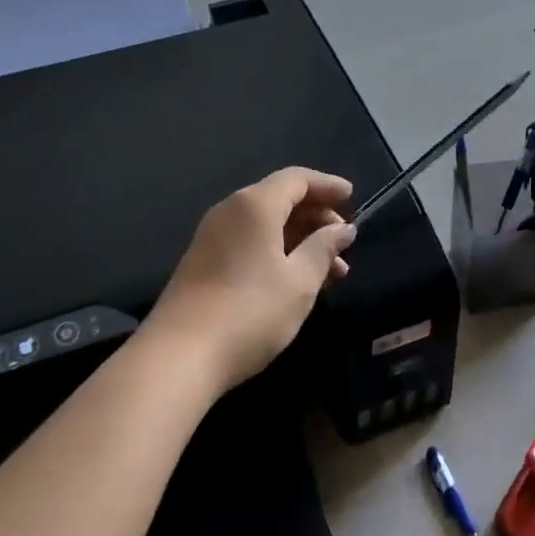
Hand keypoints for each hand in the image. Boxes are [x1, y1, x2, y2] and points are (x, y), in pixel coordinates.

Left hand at [147, 167, 357, 392]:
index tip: (353, 198)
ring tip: (334, 271)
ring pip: (267, 225)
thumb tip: (343, 228)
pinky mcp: (204, 263)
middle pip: (280, 199)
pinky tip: (299, 281)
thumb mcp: (299, 280)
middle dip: (317, 216)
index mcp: (254, 205)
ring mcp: (213, 237)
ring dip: (302, 240)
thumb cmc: (251, 311)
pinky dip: (279, 252)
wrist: (180, 356)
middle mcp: (230, 211)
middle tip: (345, 242)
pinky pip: (250, 243)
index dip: (327, 185)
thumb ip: (324, 248)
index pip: (297, 179)